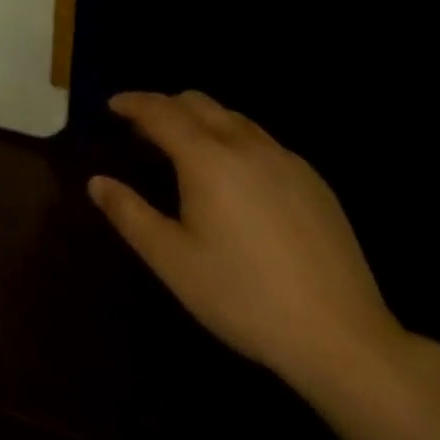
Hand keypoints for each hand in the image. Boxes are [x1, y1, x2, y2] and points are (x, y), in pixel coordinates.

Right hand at [89, 91, 403, 392]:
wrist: (343, 337)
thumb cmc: (245, 298)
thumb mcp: (174, 262)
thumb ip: (130, 215)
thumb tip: (97, 182)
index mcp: (206, 158)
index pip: (160, 111)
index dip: (132, 103)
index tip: (112, 105)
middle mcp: (244, 144)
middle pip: (196, 102)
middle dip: (164, 106)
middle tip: (143, 128)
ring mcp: (284, 159)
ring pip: (231, 116)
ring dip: (200, 119)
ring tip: (185, 146)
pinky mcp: (312, 179)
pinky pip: (261, 140)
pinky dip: (233, 138)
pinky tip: (236, 176)